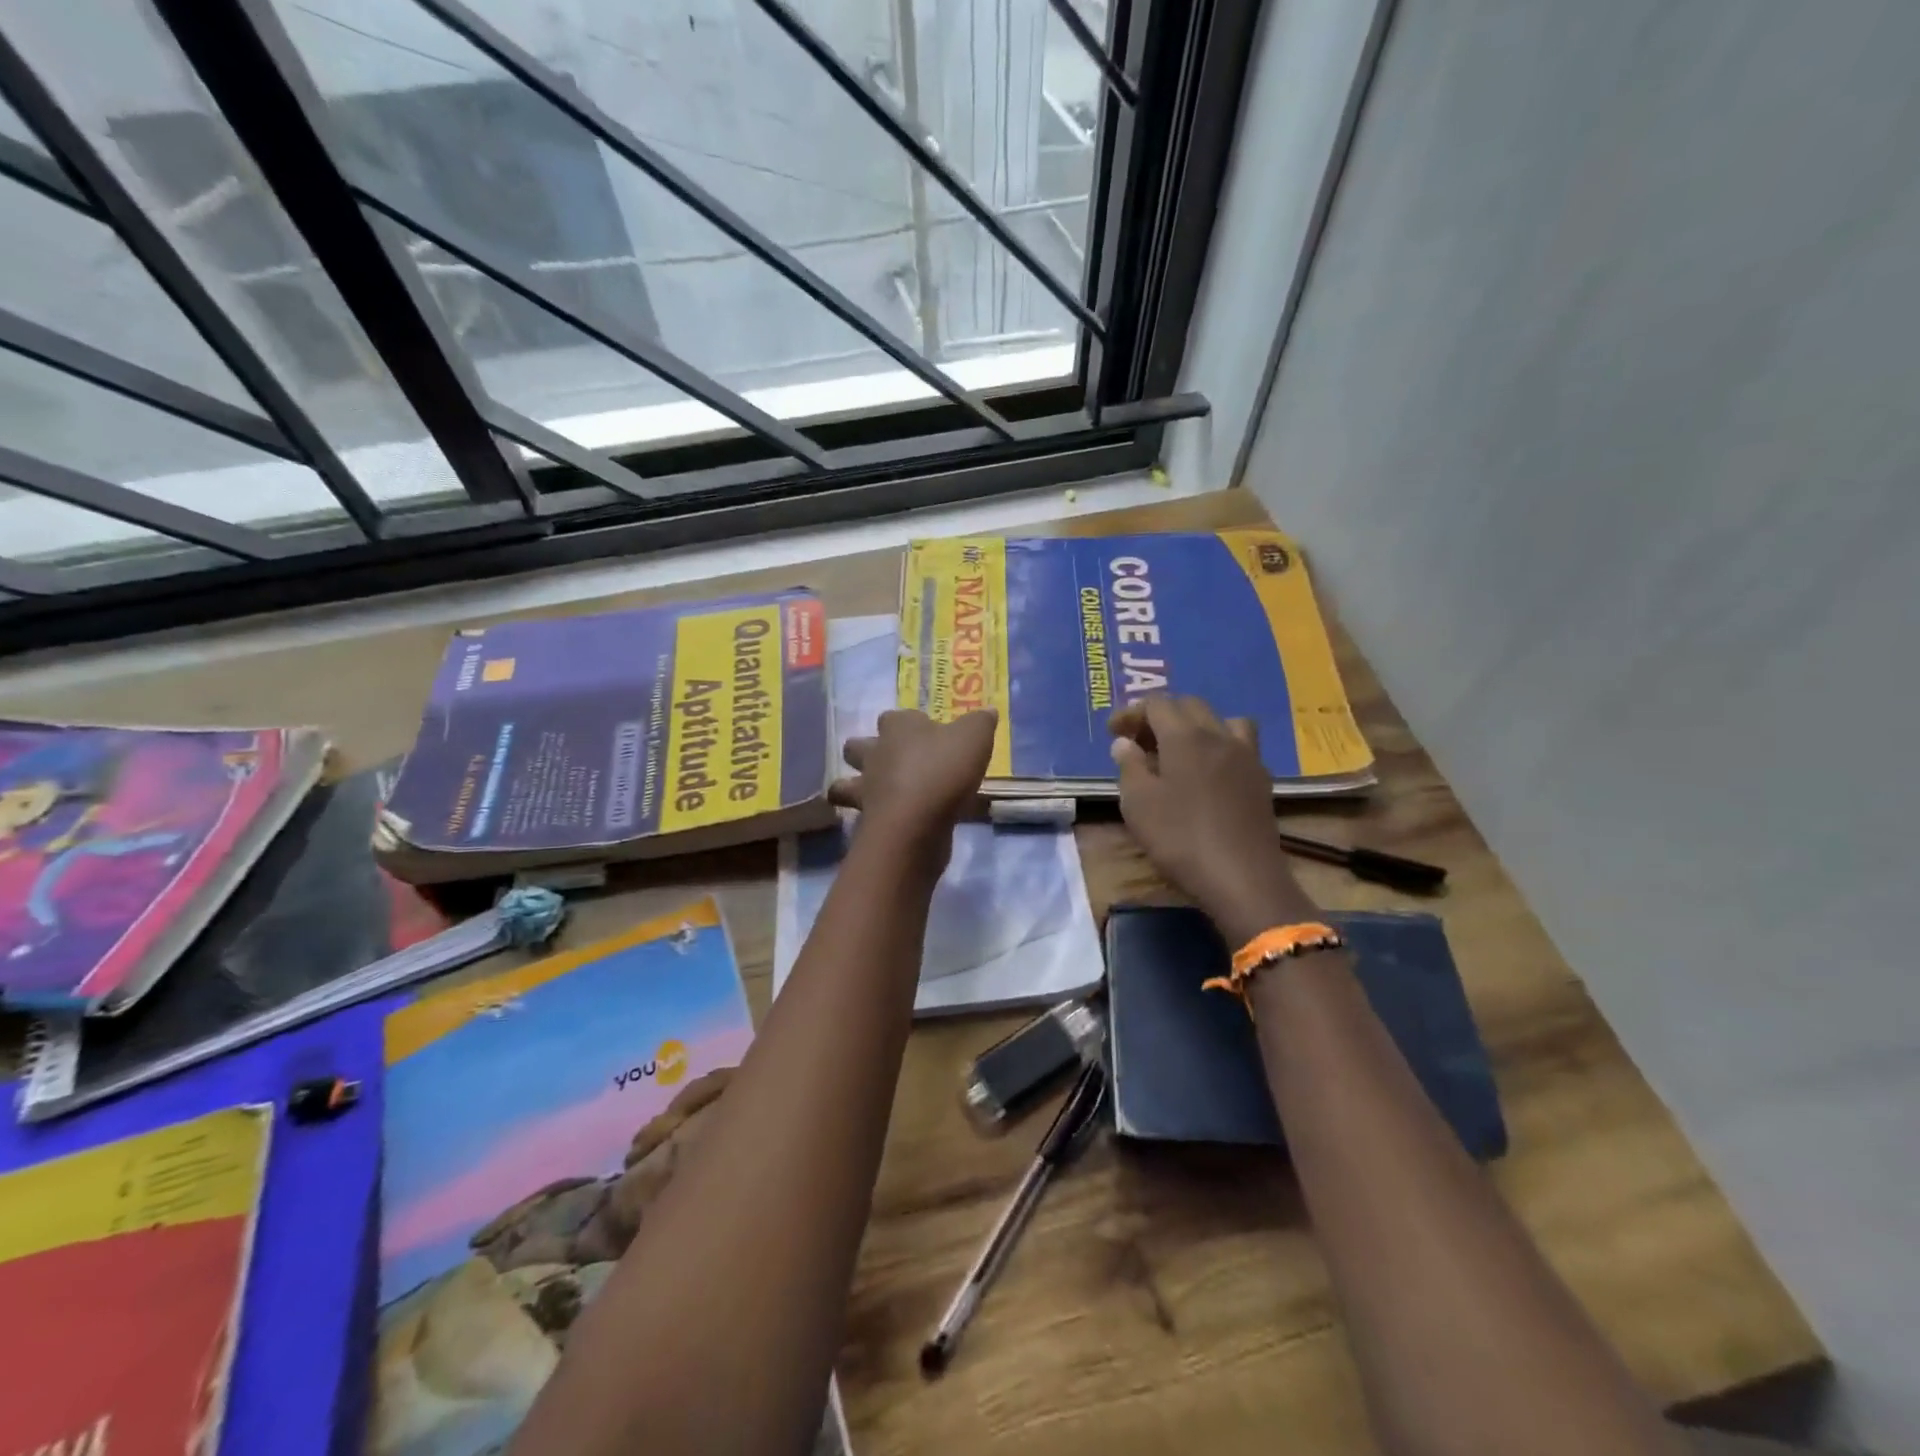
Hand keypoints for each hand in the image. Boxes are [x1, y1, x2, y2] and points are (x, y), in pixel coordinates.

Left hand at [829, 708, 996, 850]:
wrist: (915, 824)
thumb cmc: (943, 771)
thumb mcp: (974, 738)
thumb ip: (980, 722)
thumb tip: (988, 711)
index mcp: (898, 727)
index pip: (894, 717)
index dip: (908, 723)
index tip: (927, 733)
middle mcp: (875, 753)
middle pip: (857, 746)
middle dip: (867, 751)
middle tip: (894, 762)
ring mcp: (867, 789)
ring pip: (847, 784)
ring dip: (858, 786)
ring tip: (882, 794)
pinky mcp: (868, 820)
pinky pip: (865, 815)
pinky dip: (873, 817)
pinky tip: (893, 822)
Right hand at [1109, 696, 1317, 944]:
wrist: (1242, 877)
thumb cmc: (1180, 838)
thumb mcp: (1138, 804)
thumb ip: (1129, 766)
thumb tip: (1125, 743)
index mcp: (1185, 736)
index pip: (1157, 704)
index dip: (1131, 713)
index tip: (1114, 733)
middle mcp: (1219, 735)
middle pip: (1189, 706)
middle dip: (1161, 716)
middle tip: (1140, 741)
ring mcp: (1246, 756)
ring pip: (1221, 721)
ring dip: (1196, 726)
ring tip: (1180, 751)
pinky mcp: (1261, 779)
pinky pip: (1239, 744)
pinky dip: (1219, 746)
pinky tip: (1208, 773)